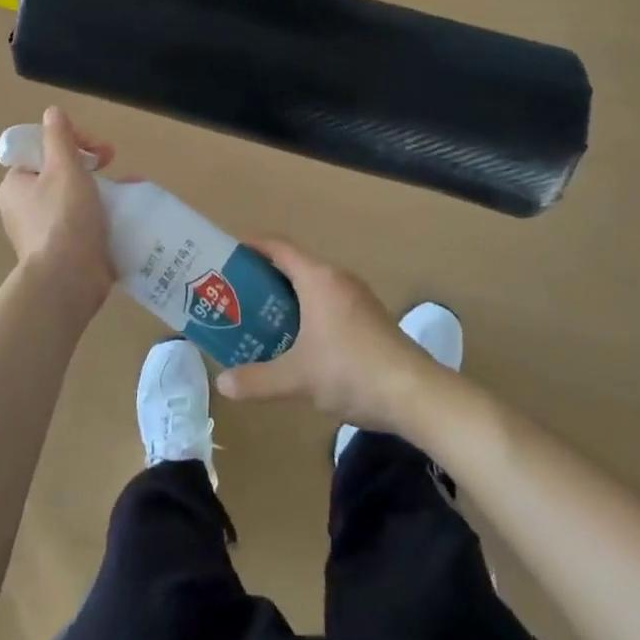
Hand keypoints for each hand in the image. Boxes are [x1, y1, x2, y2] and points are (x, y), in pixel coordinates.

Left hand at [0, 107, 115, 311]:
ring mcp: (43, 232)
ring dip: (101, 188)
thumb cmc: (63, 218)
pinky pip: (84, 223)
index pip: (41, 149)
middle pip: (59, 172)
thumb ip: (59, 137)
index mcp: (15, 185)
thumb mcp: (63, 167)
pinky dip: (103, 214)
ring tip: (129, 187)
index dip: (69, 141)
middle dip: (89, 164)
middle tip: (112, 161)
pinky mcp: (63, 251)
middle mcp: (24, 207)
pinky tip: (127, 212)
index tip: (95, 147)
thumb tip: (52, 112)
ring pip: (74, 198)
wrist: (68, 282)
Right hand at [215, 239, 435, 433]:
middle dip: (264, 277)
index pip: (279, 247)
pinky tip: (300, 341)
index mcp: (318, 279)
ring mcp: (359, 297)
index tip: (228, 254)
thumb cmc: (351, 373)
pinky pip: (330, 301)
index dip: (252, 246)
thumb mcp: (297, 379)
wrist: (416, 393)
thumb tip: (222, 383)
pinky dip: (309, 310)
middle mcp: (338, 279)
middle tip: (236, 295)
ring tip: (262, 318)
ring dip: (288, 297)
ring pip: (314, 285)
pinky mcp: (371, 317)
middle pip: (295, 265)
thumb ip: (256, 380)